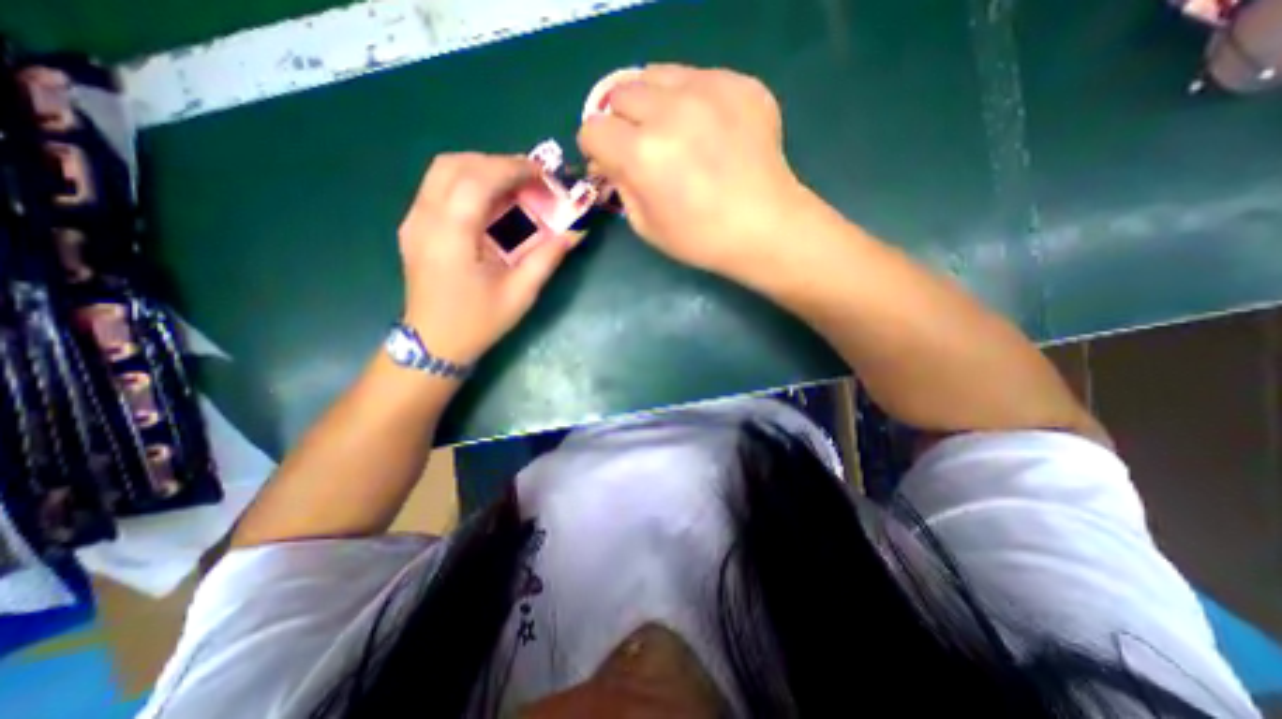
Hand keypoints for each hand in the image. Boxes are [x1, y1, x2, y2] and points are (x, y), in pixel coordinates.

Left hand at [396, 152, 564, 364]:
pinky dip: (467, 182)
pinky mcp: (413, 226)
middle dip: (496, 163)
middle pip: (454, 164)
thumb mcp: (520, 294)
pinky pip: (438, 187)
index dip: (512, 169)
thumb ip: (547, 258)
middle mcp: (424, 219)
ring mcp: (413, 220)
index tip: (542, 174)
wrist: (434, 343)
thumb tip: (575, 232)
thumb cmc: (478, 322)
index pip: (477, 179)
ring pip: (442, 171)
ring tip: (514, 186)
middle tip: (530, 179)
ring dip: (481, 169)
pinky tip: (490, 202)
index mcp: (451, 236)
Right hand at [581, 65, 808, 277]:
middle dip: (622, 122)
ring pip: (655, 75)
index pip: (592, 129)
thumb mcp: (646, 227)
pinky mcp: (739, 83)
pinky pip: (697, 77)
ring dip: (653, 102)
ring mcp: (708, 90)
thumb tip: (611, 161)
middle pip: (619, 93)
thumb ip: (621, 186)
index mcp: (642, 155)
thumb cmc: (701, 238)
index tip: (610, 160)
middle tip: (643, 146)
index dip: (597, 148)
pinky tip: (710, 130)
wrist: (765, 227)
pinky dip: (692, 100)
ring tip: (674, 131)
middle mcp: (669, 112)